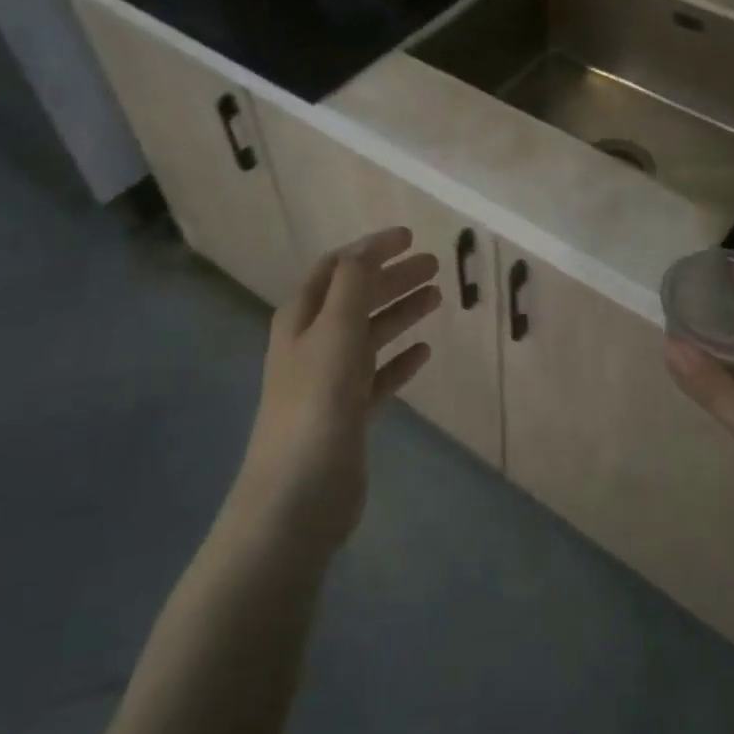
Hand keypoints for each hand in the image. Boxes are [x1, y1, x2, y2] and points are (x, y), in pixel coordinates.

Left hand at [234, 228, 440, 552]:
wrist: (298, 496)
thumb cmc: (317, 403)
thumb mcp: (335, 331)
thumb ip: (352, 285)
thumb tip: (367, 249)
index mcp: (302, 318)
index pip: (338, 267)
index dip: (371, 248)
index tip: (410, 236)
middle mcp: (314, 343)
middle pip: (357, 297)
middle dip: (393, 277)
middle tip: (434, 266)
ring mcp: (330, 380)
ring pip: (370, 333)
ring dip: (400, 312)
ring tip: (436, 298)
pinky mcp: (348, 414)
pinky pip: (379, 375)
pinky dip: (400, 360)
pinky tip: (424, 352)